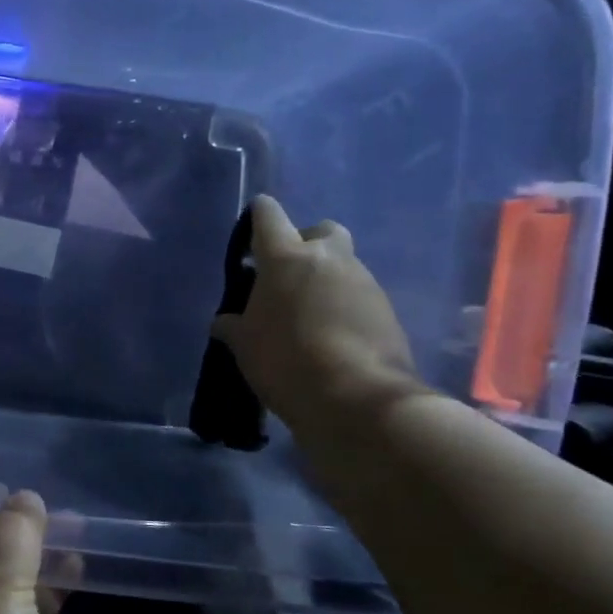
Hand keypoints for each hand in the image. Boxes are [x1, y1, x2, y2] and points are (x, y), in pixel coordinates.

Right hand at [210, 194, 428, 441]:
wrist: (357, 398)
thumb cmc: (285, 361)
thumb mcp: (245, 346)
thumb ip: (234, 326)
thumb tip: (225, 322)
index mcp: (285, 259)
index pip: (269, 216)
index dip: (259, 215)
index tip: (253, 222)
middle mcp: (328, 259)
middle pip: (321, 230)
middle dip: (306, 242)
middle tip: (288, 273)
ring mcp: (363, 282)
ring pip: (343, 264)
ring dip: (326, 278)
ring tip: (308, 313)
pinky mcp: (387, 309)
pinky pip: (359, 294)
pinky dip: (345, 305)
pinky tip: (331, 334)